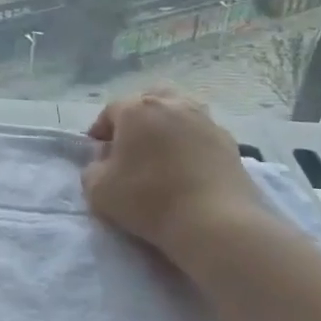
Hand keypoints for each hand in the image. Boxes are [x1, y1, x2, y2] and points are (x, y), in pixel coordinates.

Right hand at [82, 89, 266, 268]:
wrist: (214, 221)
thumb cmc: (149, 200)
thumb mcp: (99, 191)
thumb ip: (92, 169)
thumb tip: (104, 161)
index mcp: (136, 109)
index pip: (111, 111)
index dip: (101, 130)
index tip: (99, 152)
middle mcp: (171, 103)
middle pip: (148, 100)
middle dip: (137, 118)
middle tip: (132, 145)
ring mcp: (203, 119)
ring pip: (178, 111)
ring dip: (166, 125)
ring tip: (163, 152)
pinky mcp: (228, 139)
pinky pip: (201, 132)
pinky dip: (191, 142)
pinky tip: (189, 166)